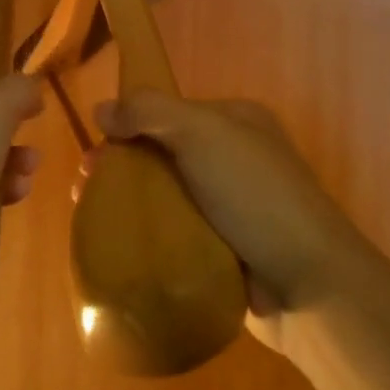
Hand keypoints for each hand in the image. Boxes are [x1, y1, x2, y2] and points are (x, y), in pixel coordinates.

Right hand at [91, 92, 363, 350]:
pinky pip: (175, 236)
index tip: (95, 150)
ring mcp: (230, 208)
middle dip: (122, 167)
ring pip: (166, 198)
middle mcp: (234, 159)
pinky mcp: (223, 250)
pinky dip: (148, 239)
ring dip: (128, 205)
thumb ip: (151, 112)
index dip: (129, 126)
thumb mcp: (204, 134)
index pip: (170, 113)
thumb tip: (102, 108)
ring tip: (91, 221)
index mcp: (236, 123)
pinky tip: (119, 248)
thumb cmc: (255, 195)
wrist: (306, 281)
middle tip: (84, 190)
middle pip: (163, 155)